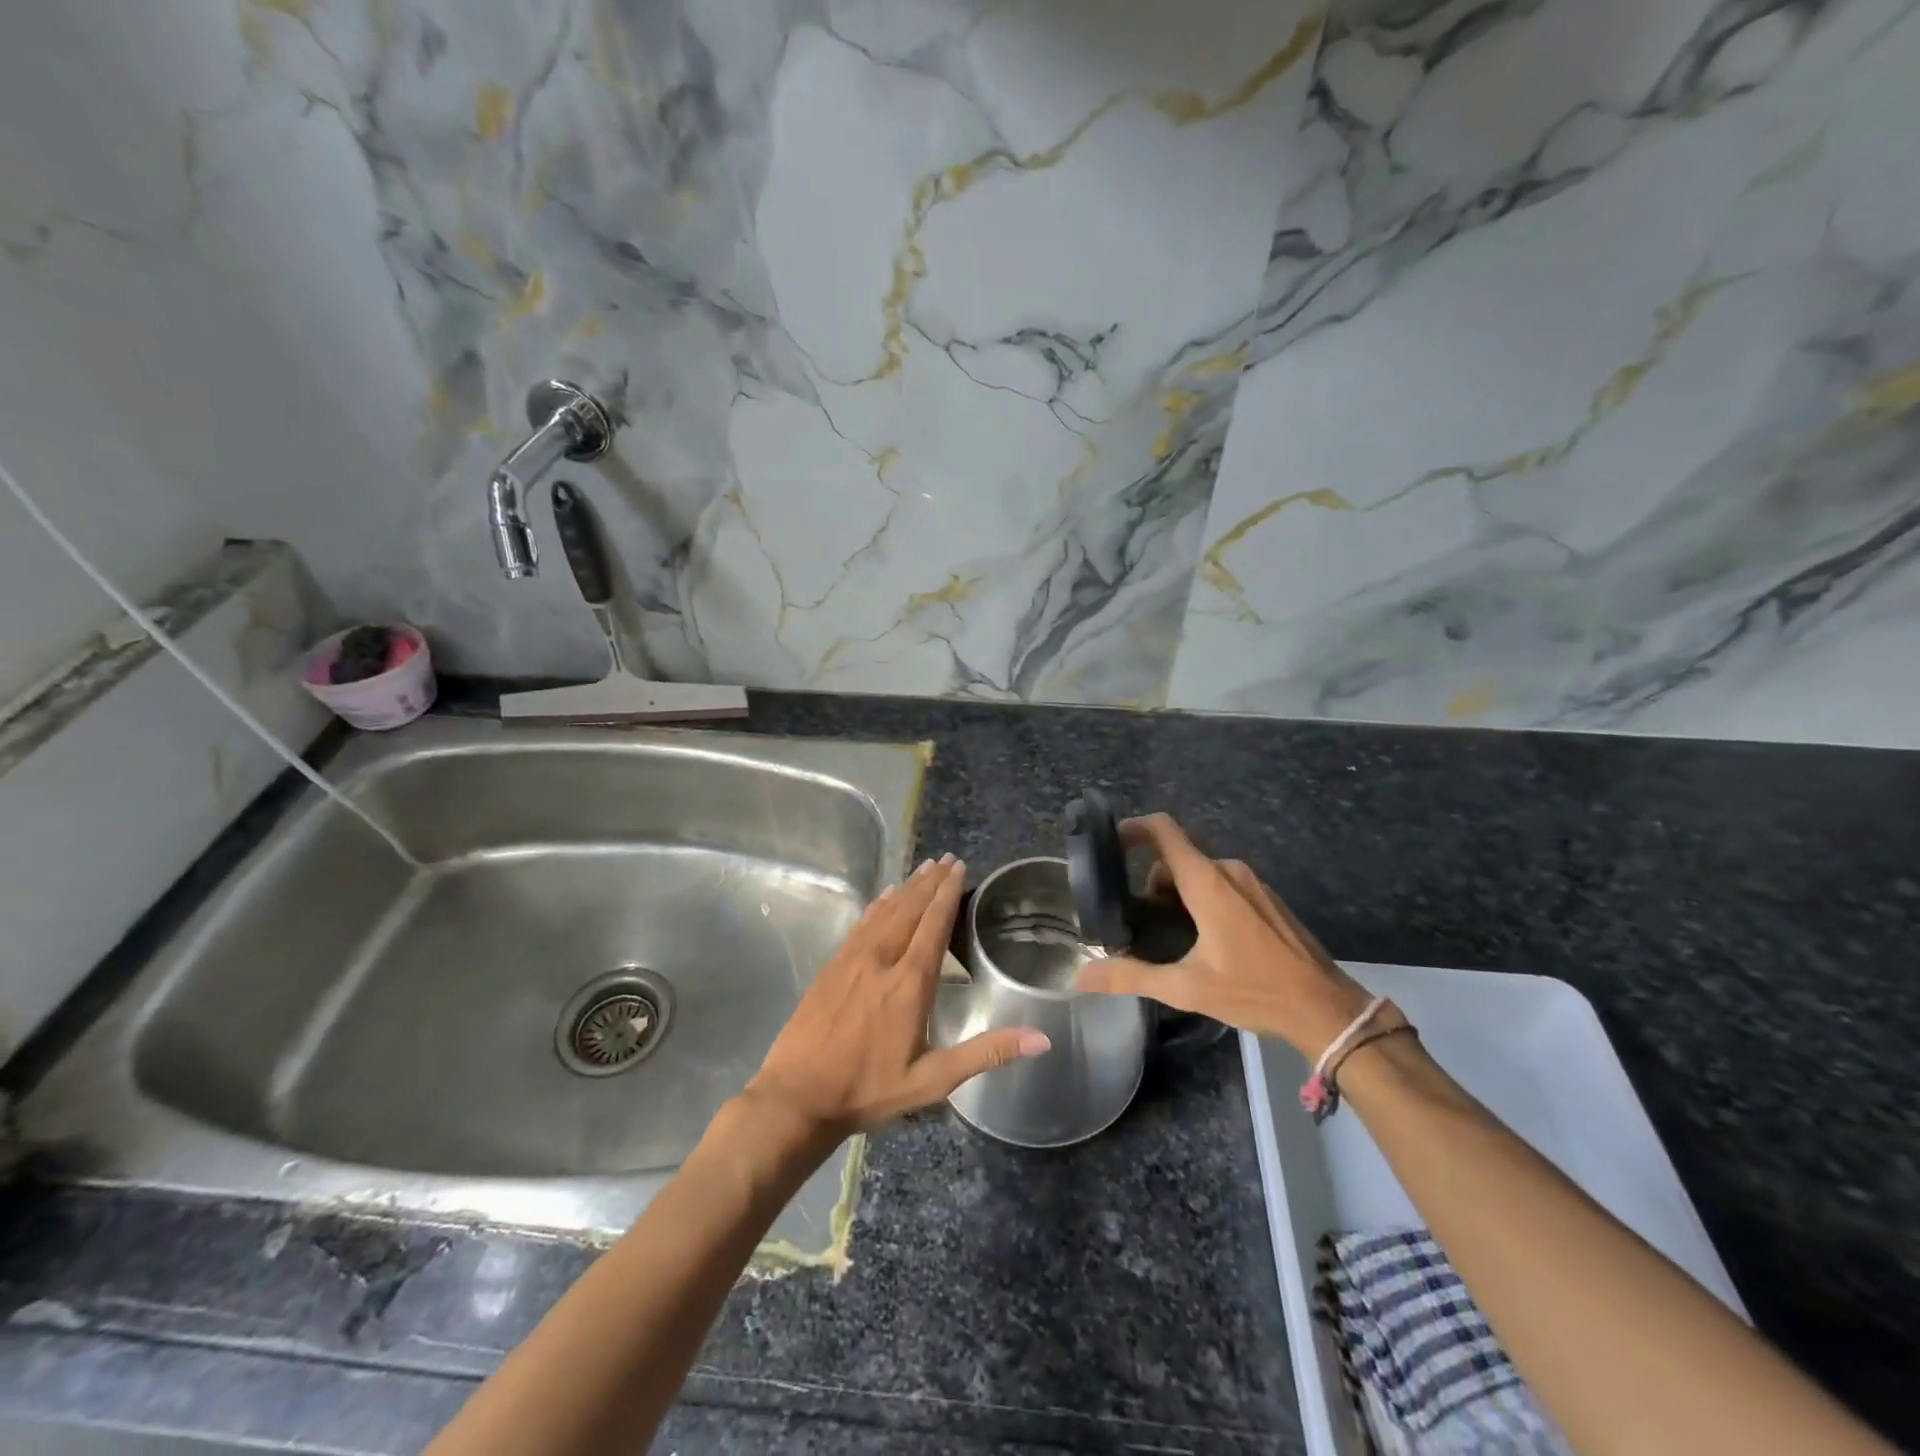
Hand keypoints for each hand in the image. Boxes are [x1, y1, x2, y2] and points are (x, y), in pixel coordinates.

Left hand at [745, 856, 1049, 1138]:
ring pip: (885, 912)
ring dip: (906, 888)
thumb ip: (986, 1054)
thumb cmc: (869, 1088)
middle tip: (946, 858)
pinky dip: (876, 906)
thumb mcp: (933, 1080)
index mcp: (909, 983)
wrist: (797, 1095)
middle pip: (910, 910)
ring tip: (923, 868)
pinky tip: (883, 897)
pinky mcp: (832, 967)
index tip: (959, 868)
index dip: (948, 894)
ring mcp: (852, 960)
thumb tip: (1041, 1039)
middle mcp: (882, 960)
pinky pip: (860, 925)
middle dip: (930, 882)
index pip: (934, 925)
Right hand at [1073, 814, 1371, 1059]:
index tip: (1109, 843)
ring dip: (1179, 894)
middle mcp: (1229, 870)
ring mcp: (1252, 882)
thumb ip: (1132, 977)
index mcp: (1207, 882)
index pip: (1163, 831)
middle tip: (1141, 922)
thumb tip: (1081, 976)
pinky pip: (1223, 883)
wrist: (1326, 1008)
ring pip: (1200, 872)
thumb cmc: (1255, 991)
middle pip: (1176, 858)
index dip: (1132, 828)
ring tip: (1173, 937)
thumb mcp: (1187, 989)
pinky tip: (1207, 940)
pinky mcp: (1267, 897)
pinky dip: (1204, 899)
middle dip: (1153, 884)